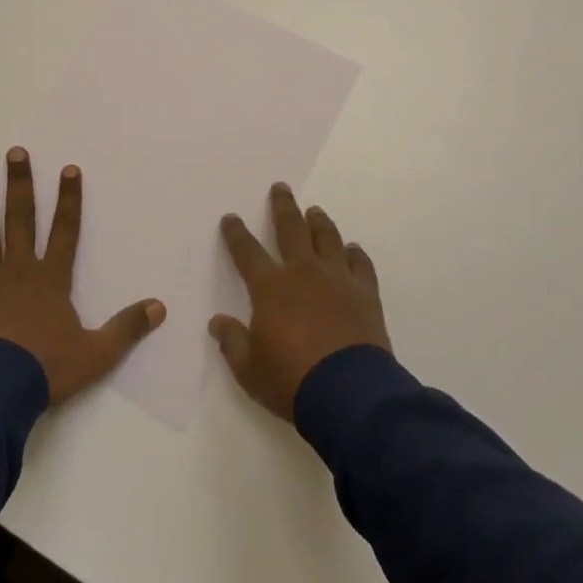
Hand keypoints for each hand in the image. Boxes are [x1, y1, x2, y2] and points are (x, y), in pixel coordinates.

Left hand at [0, 148, 165, 404]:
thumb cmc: (46, 369)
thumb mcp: (97, 353)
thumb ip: (127, 328)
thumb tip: (159, 307)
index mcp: (52, 280)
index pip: (65, 230)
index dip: (69, 199)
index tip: (69, 169)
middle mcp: (19, 270)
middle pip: (20, 219)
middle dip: (20, 185)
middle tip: (14, 154)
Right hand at [209, 183, 392, 421]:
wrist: (349, 394)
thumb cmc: (291, 380)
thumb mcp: (249, 369)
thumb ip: (232, 342)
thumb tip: (217, 322)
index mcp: (271, 288)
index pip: (247, 252)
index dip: (236, 234)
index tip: (231, 218)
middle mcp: (303, 273)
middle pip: (291, 229)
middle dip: (283, 207)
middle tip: (280, 188)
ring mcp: (338, 279)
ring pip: (327, 238)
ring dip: (319, 222)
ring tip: (315, 211)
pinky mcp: (365, 293)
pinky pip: (360, 264)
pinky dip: (355, 253)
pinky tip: (352, 249)